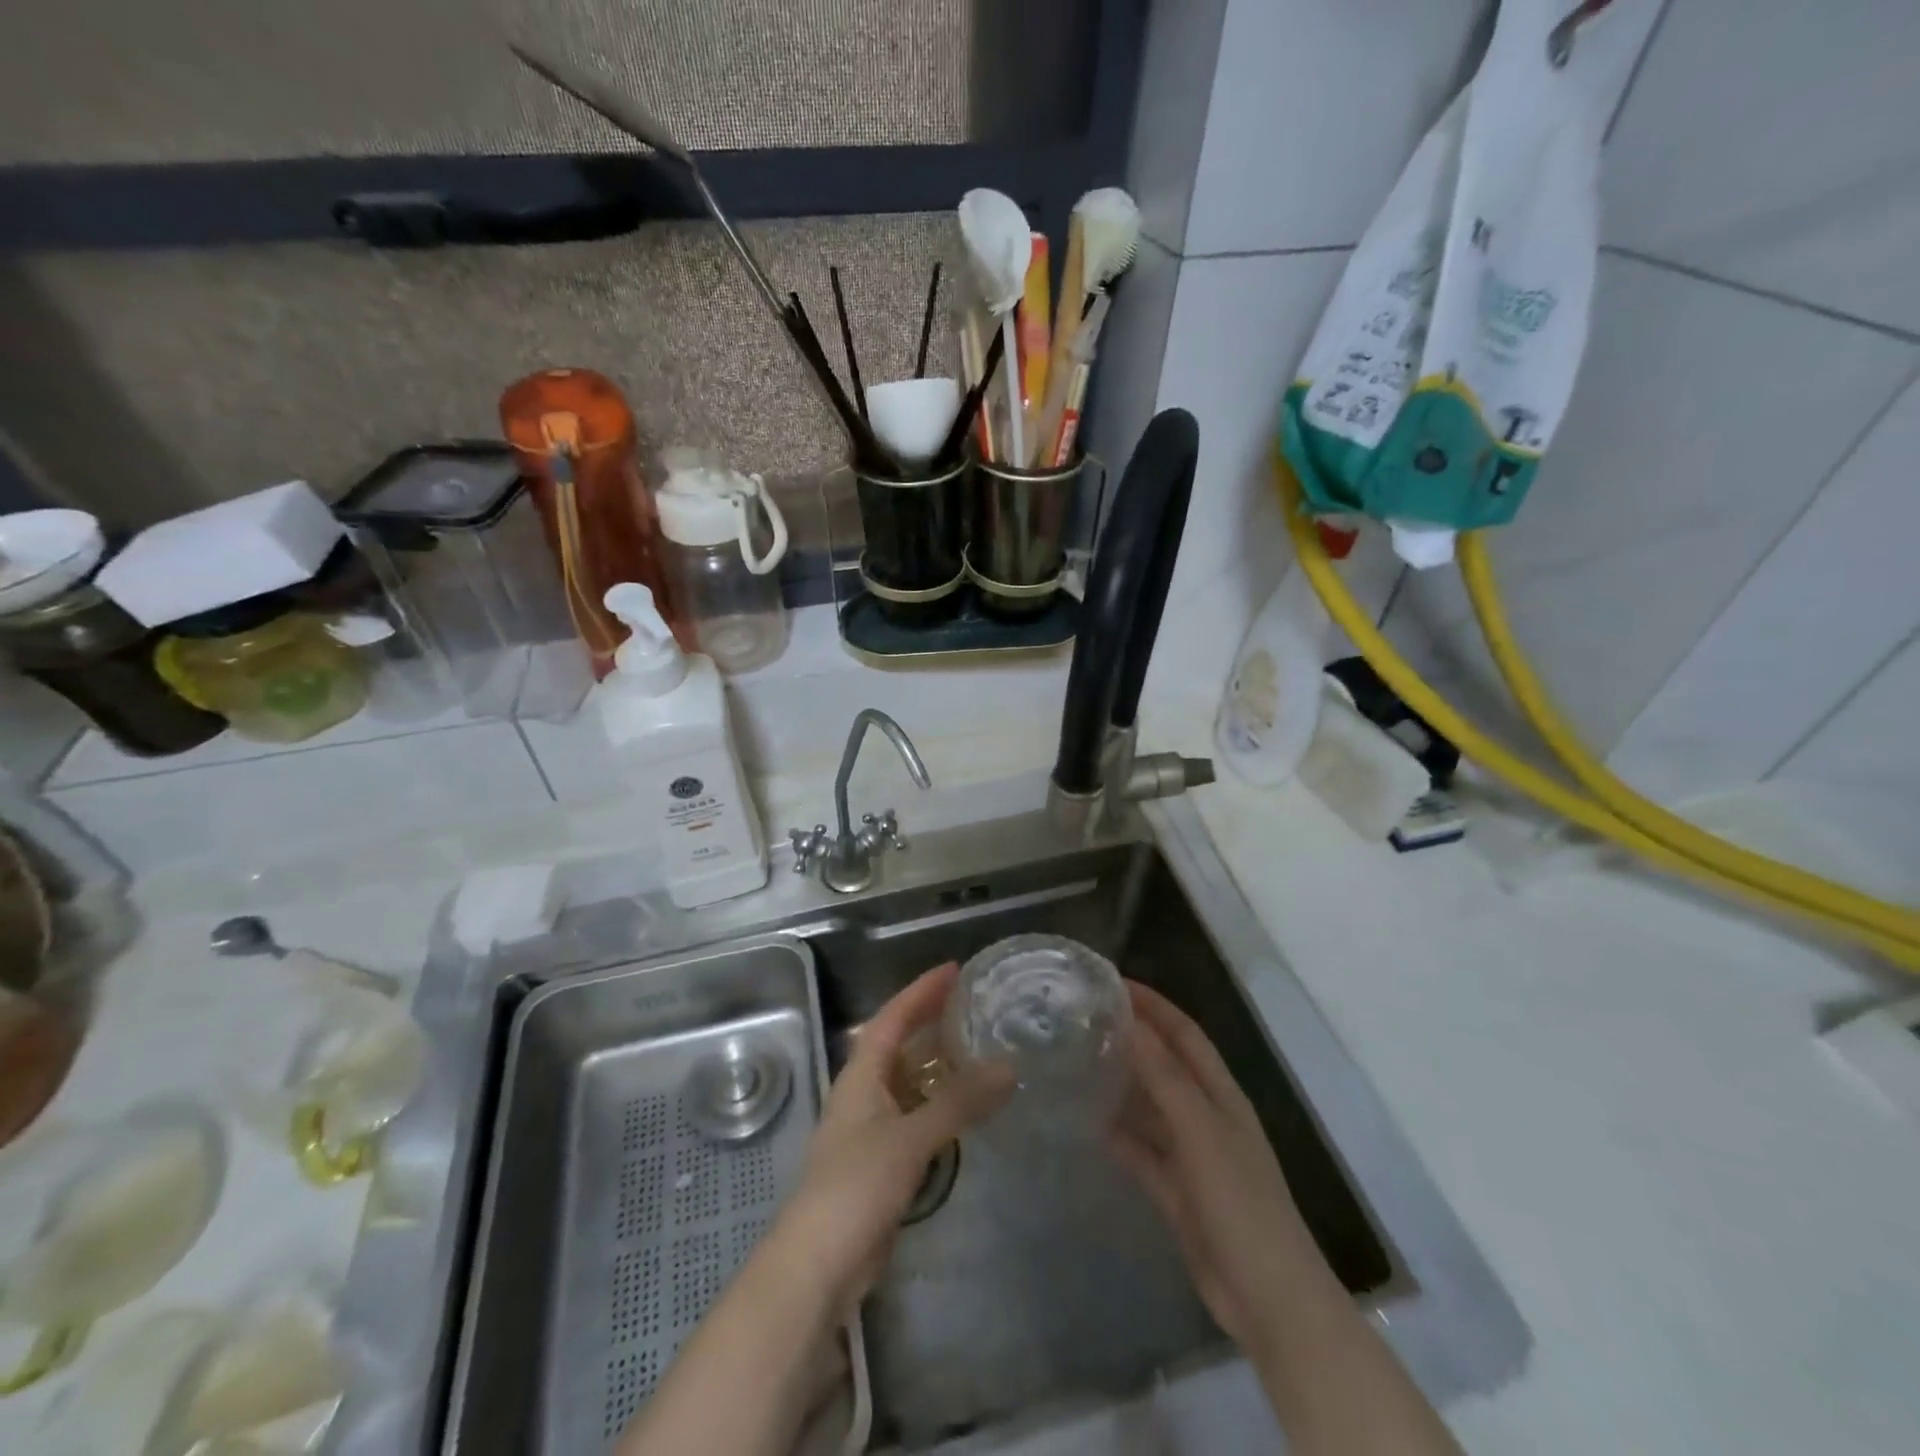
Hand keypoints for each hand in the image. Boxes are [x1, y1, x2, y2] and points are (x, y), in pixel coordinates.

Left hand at [766, 962, 1011, 1320]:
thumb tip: (1007, 1068)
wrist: (818, 1264)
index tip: (954, 970)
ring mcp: (871, 1128)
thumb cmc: (856, 1186)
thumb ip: (958, 1103)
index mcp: (861, 1075)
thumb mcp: (910, 1138)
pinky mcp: (881, 1161)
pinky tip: (965, 1108)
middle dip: (929, 1020)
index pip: (892, 1017)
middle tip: (971, 1005)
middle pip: (898, 1044)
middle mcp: (863, 1092)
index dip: (921, 991)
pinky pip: (915, 1115)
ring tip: (977, 1048)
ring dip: (937, 1063)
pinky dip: (939, 1103)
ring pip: (908, 1081)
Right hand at [1109, 981, 1320, 1352]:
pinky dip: (1119, 1136)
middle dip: (1132, 1040)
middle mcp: (1207, 1117)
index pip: (1185, 1034)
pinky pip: (1142, 1152)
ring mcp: (1192, 1155)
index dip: (1154, 1006)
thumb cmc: (1240, 1204)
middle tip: (1084, 1020)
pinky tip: (1088, 1124)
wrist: (1268, 1300)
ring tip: (1077, 1063)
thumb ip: (1165, 1078)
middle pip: (1166, 1066)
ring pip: (1151, 1107)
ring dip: (1122, 1085)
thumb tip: (1130, 1023)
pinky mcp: (1177, 1191)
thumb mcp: (1201, 1133)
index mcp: (1222, 1095)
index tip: (1112, 983)